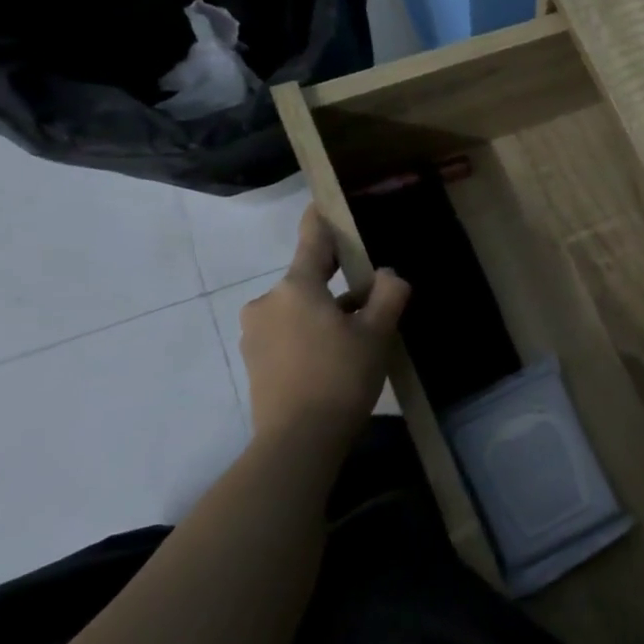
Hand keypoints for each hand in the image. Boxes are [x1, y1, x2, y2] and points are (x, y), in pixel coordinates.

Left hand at [239, 207, 409, 441]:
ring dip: (326, 314)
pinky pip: (288, 333)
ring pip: (299, 309)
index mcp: (296, 287)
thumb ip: (389, 293)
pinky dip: (310, 336)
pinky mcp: (254, 360)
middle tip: (372, 306)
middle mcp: (268, 302)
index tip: (323, 201)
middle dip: (339, 287)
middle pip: (309, 281)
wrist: (298, 441)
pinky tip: (334, 360)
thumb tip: (387, 275)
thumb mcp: (378, 332)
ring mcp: (255, 332)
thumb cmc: (341, 377)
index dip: (321, 219)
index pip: (312, 240)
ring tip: (357, 341)